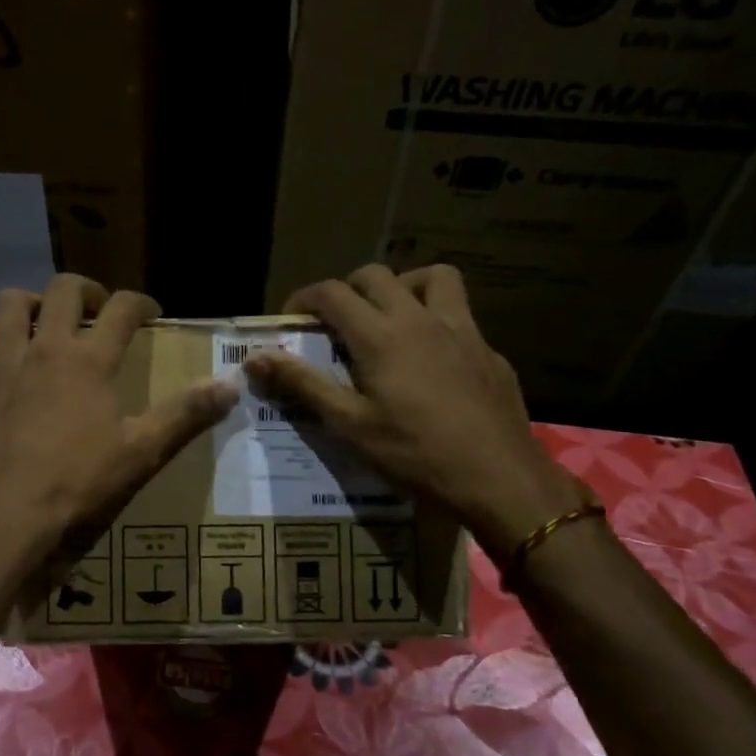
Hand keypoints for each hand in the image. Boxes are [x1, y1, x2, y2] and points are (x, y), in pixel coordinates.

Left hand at [0, 274, 236, 567]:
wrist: (6, 521)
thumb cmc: (80, 485)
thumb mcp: (143, 453)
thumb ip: (187, 415)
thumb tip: (232, 384)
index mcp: (88, 360)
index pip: (122, 309)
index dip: (141, 303)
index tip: (151, 313)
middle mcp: (44, 351)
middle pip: (62, 290)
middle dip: (85, 289)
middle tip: (97, 310)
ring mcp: (2, 370)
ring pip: (8, 308)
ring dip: (29, 305)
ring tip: (45, 324)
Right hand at [246, 264, 578, 552]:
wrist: (500, 480)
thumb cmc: (416, 455)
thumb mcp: (350, 425)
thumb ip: (303, 384)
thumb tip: (255, 357)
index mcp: (381, 336)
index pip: (332, 293)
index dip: (304, 299)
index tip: (291, 321)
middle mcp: (420, 319)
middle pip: (377, 276)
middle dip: (348, 289)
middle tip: (336, 324)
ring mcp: (462, 331)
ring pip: (433, 277)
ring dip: (404, 286)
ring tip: (391, 318)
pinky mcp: (489, 351)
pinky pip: (460, 315)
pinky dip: (437, 321)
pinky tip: (433, 361)